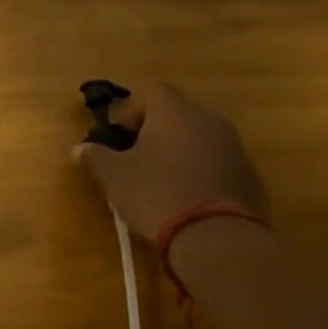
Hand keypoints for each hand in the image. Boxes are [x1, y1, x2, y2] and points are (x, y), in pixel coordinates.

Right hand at [75, 83, 269, 241]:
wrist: (215, 235)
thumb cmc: (155, 194)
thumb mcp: (114, 177)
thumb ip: (96, 156)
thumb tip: (80, 148)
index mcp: (176, 112)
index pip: (152, 93)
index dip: (130, 112)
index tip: (116, 139)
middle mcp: (209, 119)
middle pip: (177, 114)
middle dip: (153, 133)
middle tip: (133, 160)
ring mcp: (234, 146)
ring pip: (197, 138)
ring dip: (176, 153)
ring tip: (157, 182)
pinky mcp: (247, 173)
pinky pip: (215, 162)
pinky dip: (197, 172)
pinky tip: (184, 199)